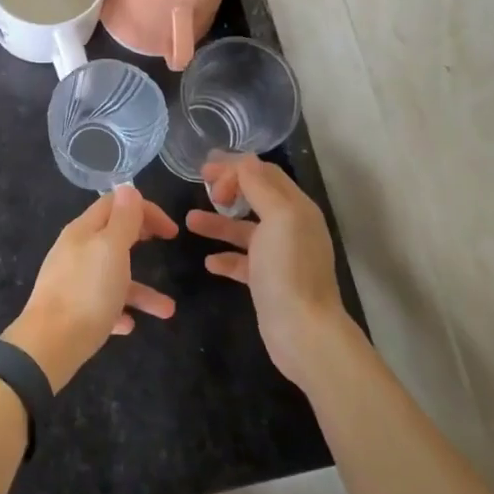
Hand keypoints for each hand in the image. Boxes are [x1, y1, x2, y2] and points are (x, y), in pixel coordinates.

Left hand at [4, 185, 178, 390]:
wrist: (49, 345)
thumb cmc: (87, 292)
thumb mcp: (111, 249)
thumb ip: (122, 219)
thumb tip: (128, 187)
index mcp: (83, 231)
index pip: (114, 204)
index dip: (145, 209)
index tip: (171, 230)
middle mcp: (75, 251)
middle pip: (111, 236)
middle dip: (140, 237)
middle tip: (166, 244)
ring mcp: (71, 281)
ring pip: (112, 277)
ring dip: (140, 290)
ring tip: (167, 310)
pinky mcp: (71, 311)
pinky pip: (101, 305)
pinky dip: (119, 310)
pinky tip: (129, 325)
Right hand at [188, 156, 350, 386]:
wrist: (303, 332)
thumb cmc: (288, 269)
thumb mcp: (278, 217)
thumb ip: (259, 186)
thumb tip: (242, 161)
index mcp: (296, 207)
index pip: (264, 173)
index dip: (236, 168)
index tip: (206, 174)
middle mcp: (291, 227)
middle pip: (256, 196)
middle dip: (229, 187)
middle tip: (202, 185)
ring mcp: (280, 256)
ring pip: (245, 229)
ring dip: (219, 221)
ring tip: (189, 221)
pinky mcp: (268, 282)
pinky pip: (243, 261)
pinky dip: (225, 257)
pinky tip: (209, 262)